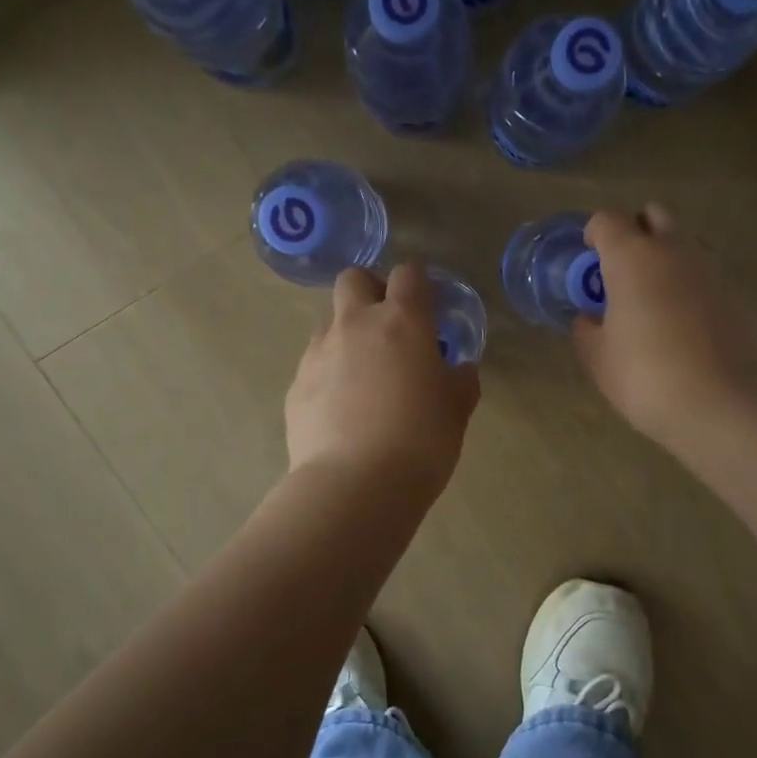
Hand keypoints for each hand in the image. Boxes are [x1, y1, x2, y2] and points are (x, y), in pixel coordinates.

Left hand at [286, 263, 479, 499]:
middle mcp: (355, 325)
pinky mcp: (296, 384)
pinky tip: (342, 409)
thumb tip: (458, 369)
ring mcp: (318, 353)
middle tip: (389, 327)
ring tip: (364, 376)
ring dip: (348, 334)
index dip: (419, 282)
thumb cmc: (420, 441)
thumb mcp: (456, 410)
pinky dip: (329, 373)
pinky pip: (314, 363)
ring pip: (330, 321)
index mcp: (402, 322)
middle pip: (353, 278)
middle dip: (371, 290)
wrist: (354, 484)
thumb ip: (460, 381)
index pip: (408, 273)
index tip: (428, 305)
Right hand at [572, 205, 756, 449]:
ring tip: (654, 302)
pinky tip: (684, 327)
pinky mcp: (738, 296)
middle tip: (622, 274)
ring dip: (667, 258)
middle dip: (636, 233)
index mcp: (633, 257)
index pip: (607, 220)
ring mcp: (712, 270)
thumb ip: (587, 330)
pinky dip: (691, 287)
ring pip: (685, 243)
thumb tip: (589, 318)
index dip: (594, 236)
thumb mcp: (599, 359)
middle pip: (654, 216)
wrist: (723, 406)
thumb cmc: (646, 377)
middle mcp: (675, 250)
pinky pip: (707, 276)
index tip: (589, 264)